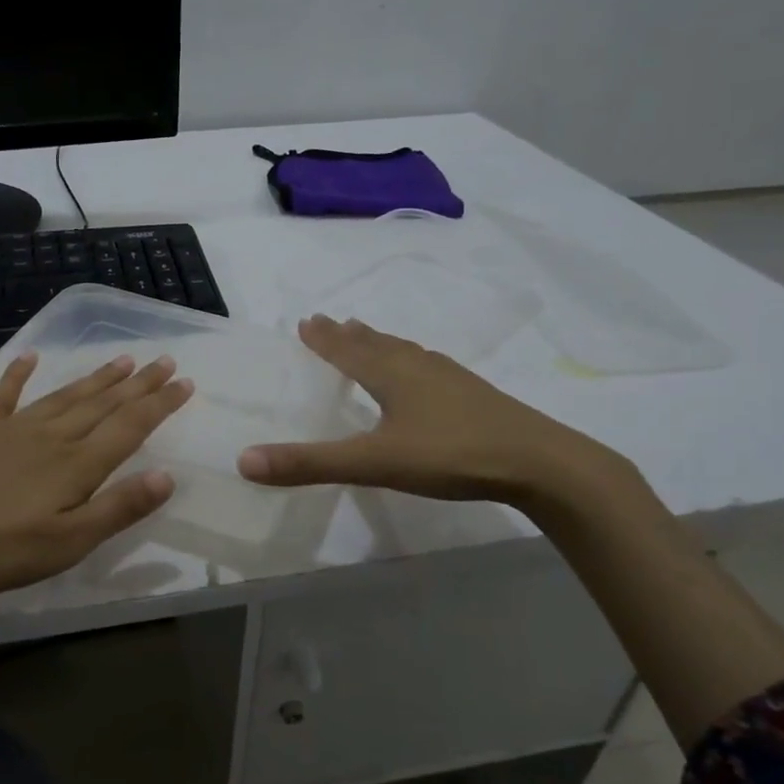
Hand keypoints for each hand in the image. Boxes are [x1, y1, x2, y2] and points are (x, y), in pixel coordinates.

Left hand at [0, 352, 192, 596]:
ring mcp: (11, 428)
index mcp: (76, 465)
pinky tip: (30, 357)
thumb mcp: (65, 543)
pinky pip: (4, 394)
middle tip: (164, 361)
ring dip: (96, 378)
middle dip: (138, 384)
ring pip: (65, 396)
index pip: (129, 427)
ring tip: (123, 359)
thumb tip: (167, 476)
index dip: (160, 405)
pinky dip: (19, 374)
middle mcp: (51, 437)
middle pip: (103, 404)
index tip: (185, 382)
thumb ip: (116, 509)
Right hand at [236, 315, 621, 507]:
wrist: (539, 462)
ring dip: (380, 344)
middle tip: (328, 322)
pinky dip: (410, 362)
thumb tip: (244, 461)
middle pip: (376, 344)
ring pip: (405, 352)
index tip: (305, 321)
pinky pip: (429, 367)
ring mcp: (451, 379)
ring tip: (367, 337)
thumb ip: (310, 463)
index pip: (347, 350)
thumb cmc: (451, 454)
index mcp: (392, 374)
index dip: (324, 339)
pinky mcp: (475, 395)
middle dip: (348, 335)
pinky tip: (423, 374)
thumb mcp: (373, 462)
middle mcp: (419, 367)